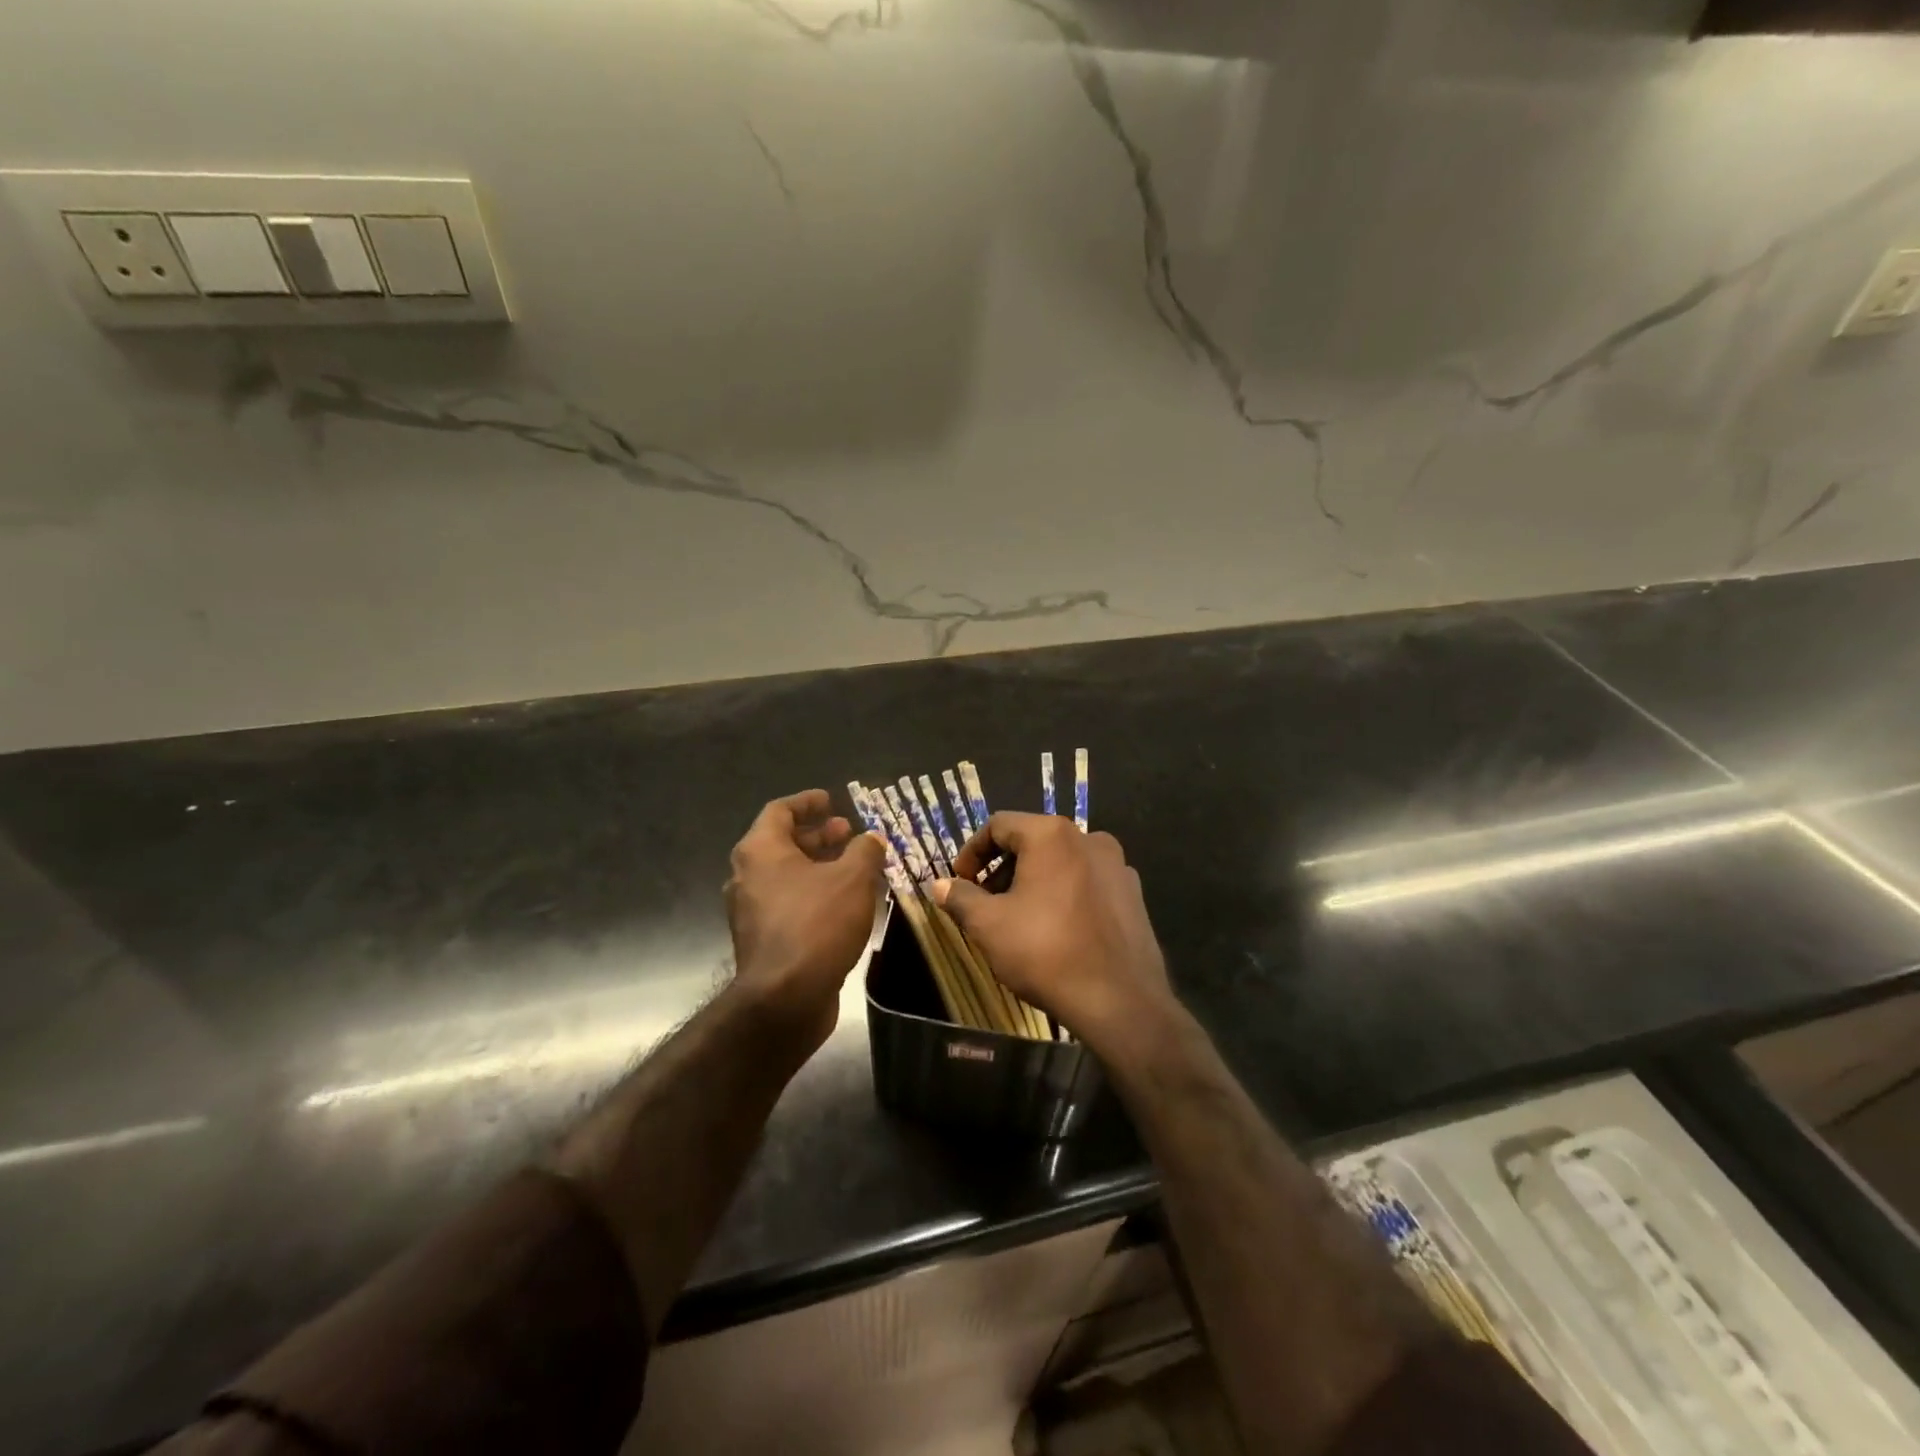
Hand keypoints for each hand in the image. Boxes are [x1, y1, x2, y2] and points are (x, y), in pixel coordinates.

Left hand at [724, 789, 886, 1049]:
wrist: (785, 998)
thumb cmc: (817, 924)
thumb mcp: (852, 878)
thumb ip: (865, 851)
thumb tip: (872, 838)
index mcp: (760, 850)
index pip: (780, 811)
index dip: (807, 802)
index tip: (831, 800)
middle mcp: (747, 876)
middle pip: (782, 843)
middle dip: (818, 836)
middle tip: (848, 833)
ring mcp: (751, 910)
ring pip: (786, 875)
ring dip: (819, 866)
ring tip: (854, 867)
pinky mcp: (762, 940)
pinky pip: (789, 903)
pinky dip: (814, 893)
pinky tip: (845, 903)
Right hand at [934, 813, 1174, 1053]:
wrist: (1120, 1001)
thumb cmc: (1045, 952)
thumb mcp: (988, 925)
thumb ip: (960, 898)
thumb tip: (938, 885)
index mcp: (1052, 835)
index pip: (999, 825)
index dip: (971, 852)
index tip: (960, 883)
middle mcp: (1089, 838)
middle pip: (1032, 842)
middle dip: (1002, 869)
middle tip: (985, 903)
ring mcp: (1118, 866)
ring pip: (1062, 862)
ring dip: (1033, 882)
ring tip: (1019, 919)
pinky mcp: (1134, 894)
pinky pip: (1088, 883)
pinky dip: (1065, 895)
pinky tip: (1057, 931)